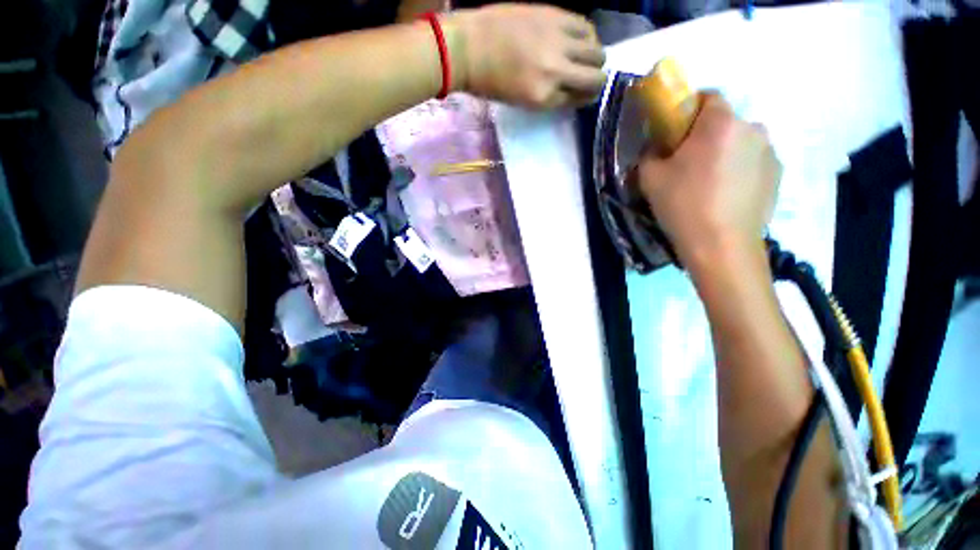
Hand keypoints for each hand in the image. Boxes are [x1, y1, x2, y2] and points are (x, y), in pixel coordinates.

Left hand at [447, 5, 605, 108]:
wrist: (469, 47)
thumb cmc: (491, 83)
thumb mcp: (523, 102)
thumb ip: (551, 97)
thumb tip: (574, 90)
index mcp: (543, 98)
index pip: (579, 100)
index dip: (583, 98)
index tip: (583, 94)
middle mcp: (556, 71)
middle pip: (595, 78)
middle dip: (596, 81)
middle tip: (588, 77)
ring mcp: (557, 42)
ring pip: (597, 51)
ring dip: (594, 58)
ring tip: (583, 57)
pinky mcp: (555, 16)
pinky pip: (586, 27)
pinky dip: (588, 36)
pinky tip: (578, 39)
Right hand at [636, 93, 780, 268]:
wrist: (721, 245)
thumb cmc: (683, 205)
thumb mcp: (650, 178)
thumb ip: (650, 153)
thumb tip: (657, 148)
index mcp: (720, 123)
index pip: (708, 96)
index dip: (689, 109)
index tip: (675, 132)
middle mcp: (752, 128)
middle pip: (725, 122)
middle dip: (706, 136)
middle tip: (687, 164)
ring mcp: (770, 152)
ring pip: (741, 143)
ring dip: (725, 153)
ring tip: (708, 184)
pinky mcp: (779, 175)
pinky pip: (753, 162)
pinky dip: (739, 171)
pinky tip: (725, 196)